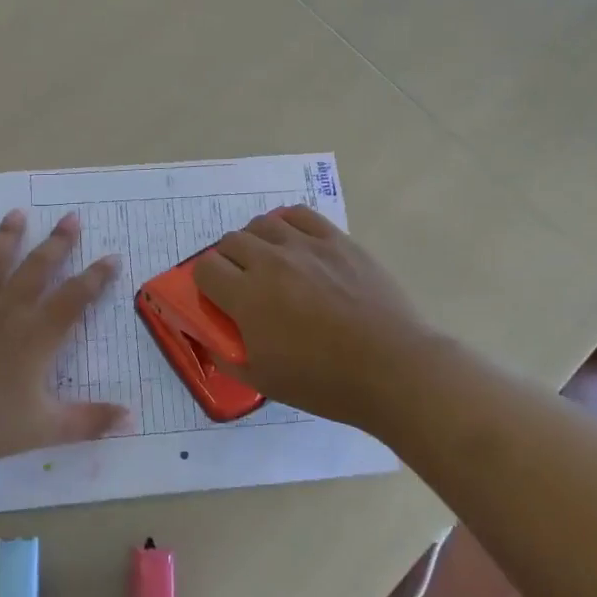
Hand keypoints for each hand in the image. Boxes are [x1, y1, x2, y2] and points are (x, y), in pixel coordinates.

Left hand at [0, 209, 127, 463]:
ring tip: (18, 212)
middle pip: (38, 268)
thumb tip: (131, 419)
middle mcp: (8, 310)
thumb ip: (89, 421)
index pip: (75, 298)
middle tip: (71, 217)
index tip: (111, 258)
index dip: (96, 277)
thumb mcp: (43, 429)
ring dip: (9, 236)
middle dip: (58, 242)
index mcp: (37, 336)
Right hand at [194, 206, 433, 430]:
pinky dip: (286, 224)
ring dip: (256, 242)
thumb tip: (211, 340)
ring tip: (270, 263)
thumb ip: (227, 357)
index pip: (205, 268)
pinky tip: (294, 243)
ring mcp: (307, 246)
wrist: (391, 368)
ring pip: (262, 224)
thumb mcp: (264, 381)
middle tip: (243, 285)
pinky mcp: (337, 240)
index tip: (218, 299)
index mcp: (248, 297)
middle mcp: (271, 262)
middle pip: (230, 242)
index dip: (205, 283)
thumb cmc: (325, 382)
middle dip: (227, 262)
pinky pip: (299, 215)